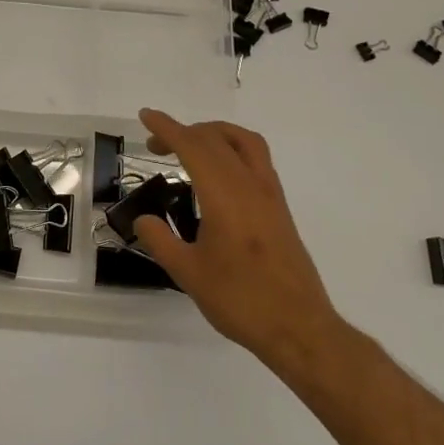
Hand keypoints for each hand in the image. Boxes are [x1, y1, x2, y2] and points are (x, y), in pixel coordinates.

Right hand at [129, 109, 346, 369]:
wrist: (299, 328)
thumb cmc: (241, 300)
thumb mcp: (188, 273)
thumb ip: (161, 240)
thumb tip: (144, 219)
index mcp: (225, 196)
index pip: (193, 147)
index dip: (168, 128)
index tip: (146, 116)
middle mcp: (250, 185)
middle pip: (216, 138)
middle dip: (183, 132)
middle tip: (155, 144)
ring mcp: (270, 195)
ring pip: (243, 142)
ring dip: (213, 134)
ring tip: (190, 146)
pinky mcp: (280, 208)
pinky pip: (256, 159)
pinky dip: (232, 149)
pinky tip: (218, 174)